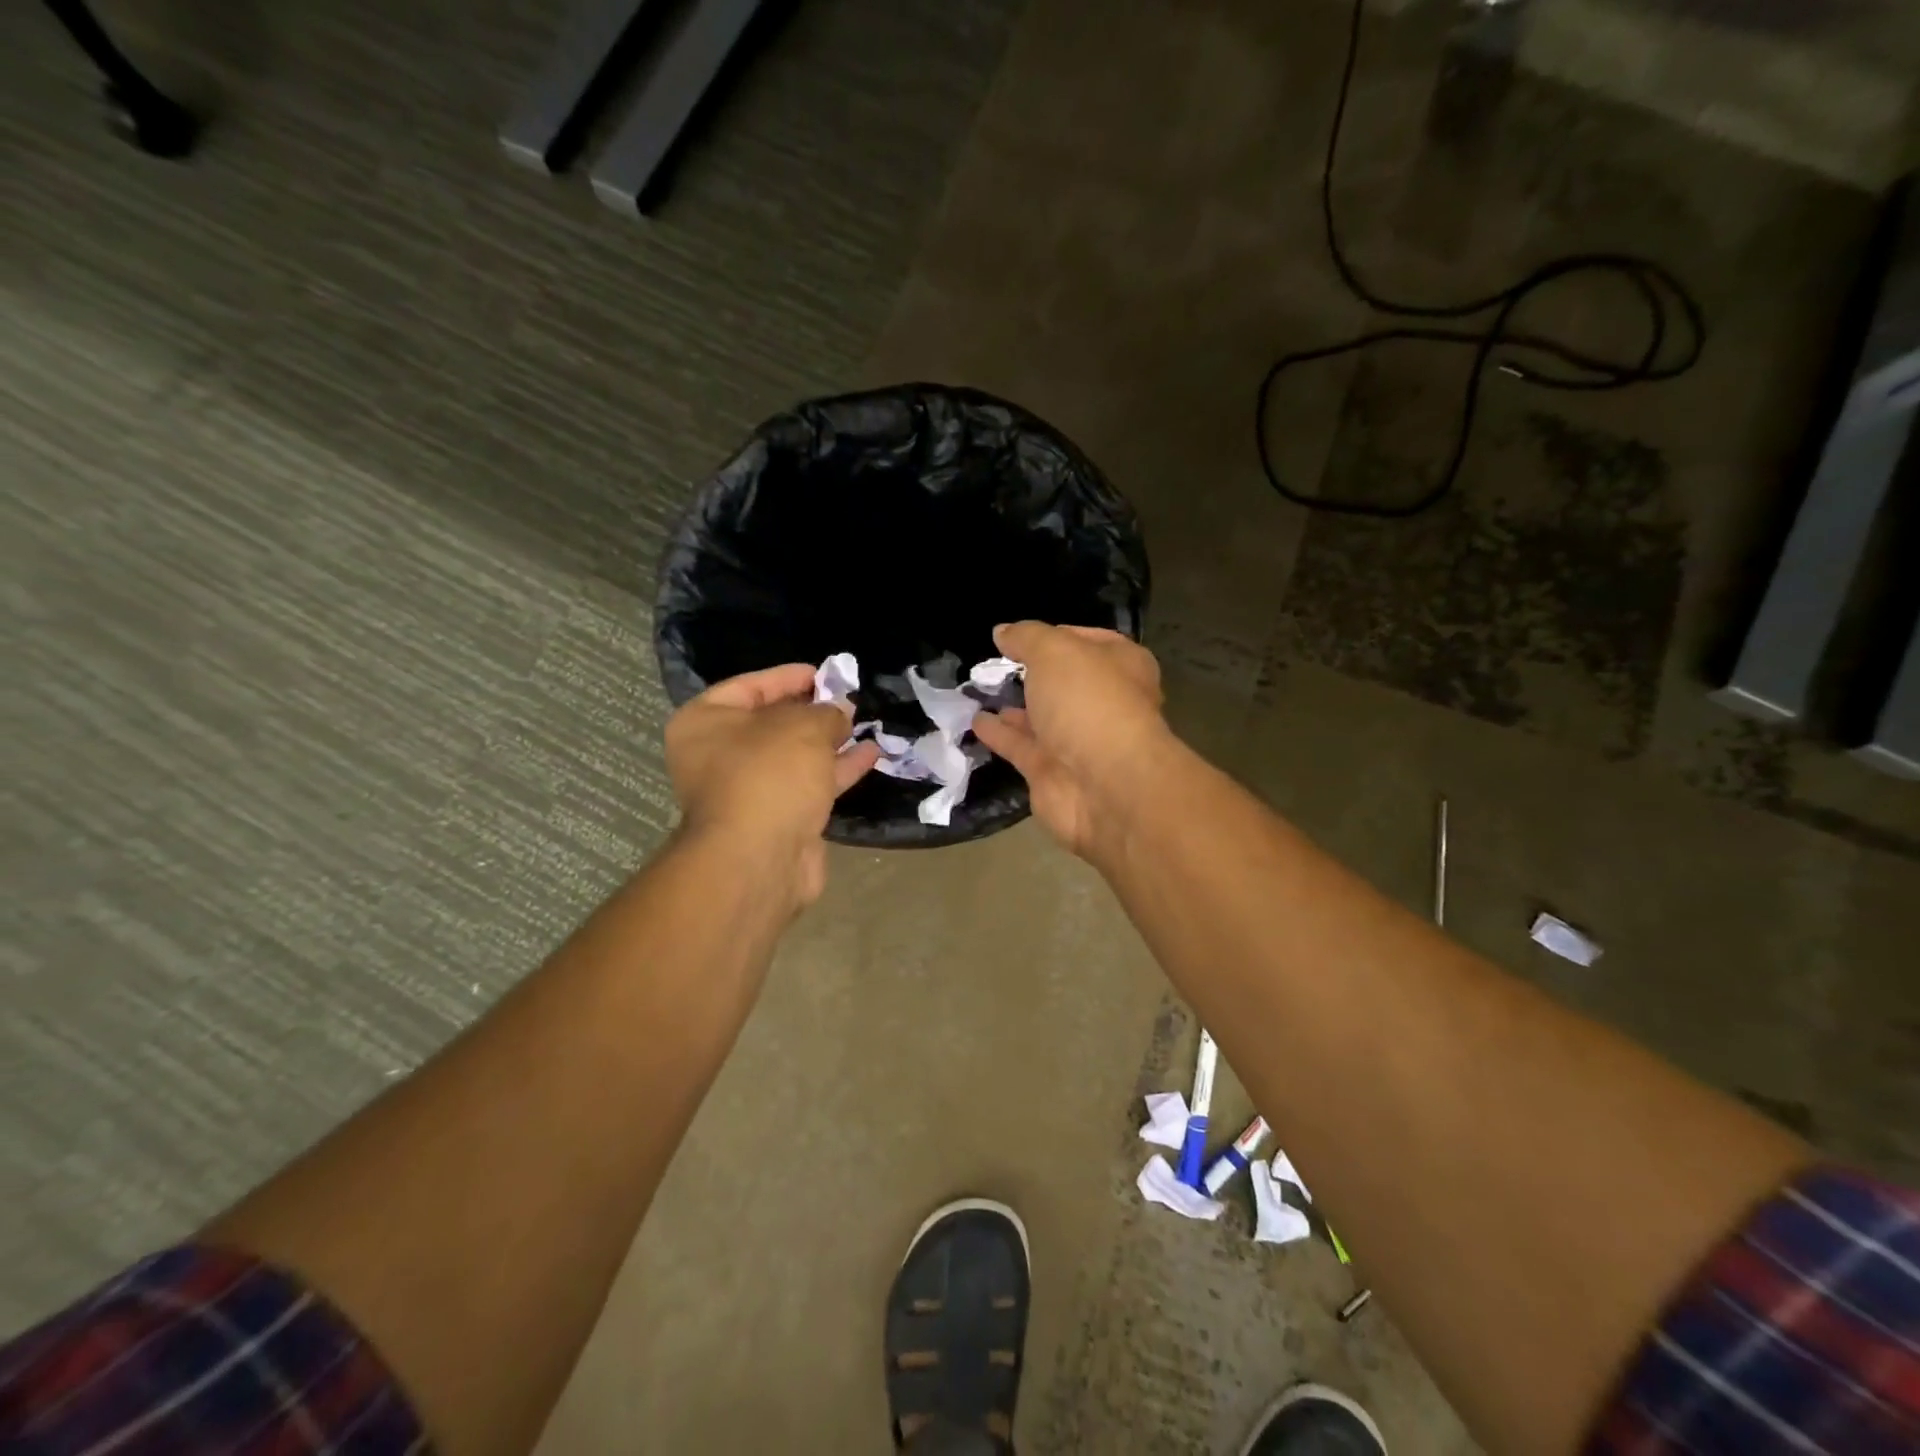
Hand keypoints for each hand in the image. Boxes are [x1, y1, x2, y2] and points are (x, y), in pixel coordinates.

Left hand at [664, 664, 880, 907]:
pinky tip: (871, 754)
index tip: (822, 673)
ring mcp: (748, 790)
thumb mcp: (803, 727)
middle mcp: (720, 756)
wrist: (760, 858)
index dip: (786, 677)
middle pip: (771, 723)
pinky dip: (838, 770)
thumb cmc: (769, 774)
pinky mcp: (777, 819)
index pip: (747, 687)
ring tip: (864, 722)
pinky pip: (810, 784)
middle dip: (812, 711)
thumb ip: (826, 713)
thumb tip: (841, 711)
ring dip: (829, 741)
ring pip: (795, 757)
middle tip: (846, 697)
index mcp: (705, 723)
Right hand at [972, 622, 1168, 859]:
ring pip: (1042, 718)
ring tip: (978, 691)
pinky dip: (1000, 734)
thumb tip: (1003, 632)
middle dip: (1033, 675)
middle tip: (994, 664)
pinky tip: (976, 721)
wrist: (1104, 786)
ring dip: (1014, 707)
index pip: (1087, 641)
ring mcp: (1079, 741)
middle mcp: (1104, 703)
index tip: (1018, 636)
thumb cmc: (1088, 702)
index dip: (1054, 635)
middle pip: (1064, 683)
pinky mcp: (1053, 773)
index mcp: (1121, 666)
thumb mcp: (1055, 651)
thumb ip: (1026, 637)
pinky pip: (1022, 747)